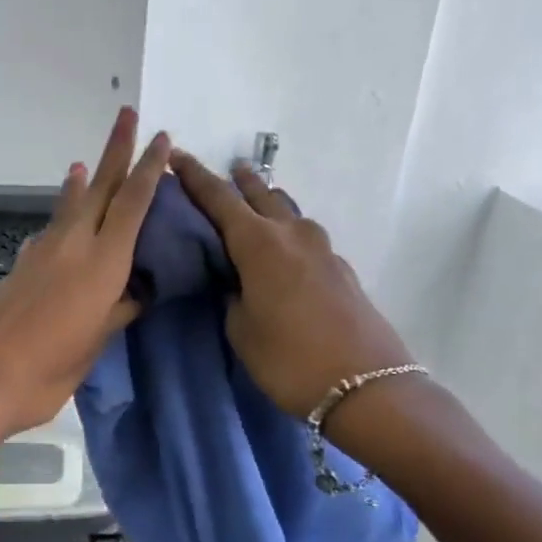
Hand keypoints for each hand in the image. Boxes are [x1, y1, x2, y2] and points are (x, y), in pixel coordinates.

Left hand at [0, 109, 169, 444]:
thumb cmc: (42, 375)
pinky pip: (47, 233)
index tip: (161, 139)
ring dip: (82, 183)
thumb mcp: (91, 348)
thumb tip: (135, 293)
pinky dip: (59, 220)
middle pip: (99, 189)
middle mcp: (72, 248)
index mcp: (101, 265)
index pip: (132, 205)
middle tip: (127, 115)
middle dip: (115, 151)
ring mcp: (40, 256)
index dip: (148, 171)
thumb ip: (115, 314)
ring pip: (68, 208)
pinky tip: (60, 226)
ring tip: (85, 165)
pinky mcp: (18, 270)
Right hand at [170, 149, 416, 418]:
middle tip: (222, 172)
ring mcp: (322, 249)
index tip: (177, 157)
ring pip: (287, 212)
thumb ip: (232, 296)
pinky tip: (281, 246)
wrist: (365, 385)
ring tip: (252, 200)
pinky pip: (303, 236)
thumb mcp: (241, 330)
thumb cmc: (288, 359)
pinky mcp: (339, 269)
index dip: (195, 178)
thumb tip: (236, 281)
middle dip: (238, 182)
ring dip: (267, 202)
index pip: (219, 200)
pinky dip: (285, 230)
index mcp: (259, 244)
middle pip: (261, 195)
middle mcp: (292, 234)